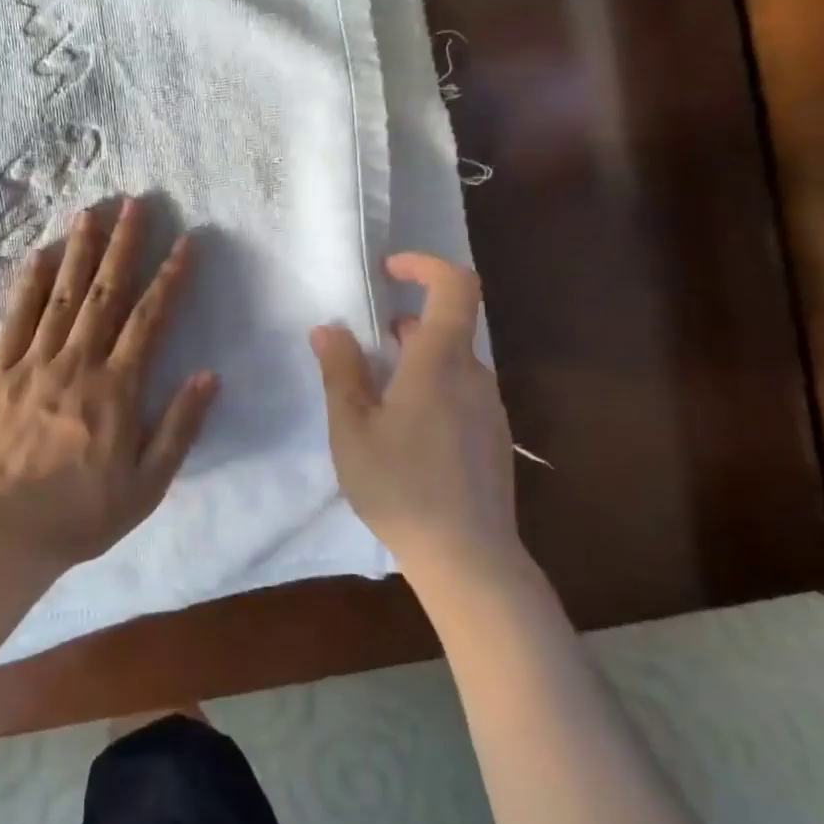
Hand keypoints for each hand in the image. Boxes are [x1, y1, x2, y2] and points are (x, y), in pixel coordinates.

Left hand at [0, 198, 219, 570]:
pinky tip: (38, 255)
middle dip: (125, 245)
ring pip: (61, 295)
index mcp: (116, 389)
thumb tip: (209, 374)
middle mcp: (76, 363)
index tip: (186, 241)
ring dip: (79, 250)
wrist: (1, 536)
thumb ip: (179, 427)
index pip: (150, 319)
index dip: (171, 277)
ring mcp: (32, 363)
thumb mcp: (147, 484)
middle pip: (105, 293)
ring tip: (91, 211)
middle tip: (136, 203)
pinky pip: (14, 319)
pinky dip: (27, 284)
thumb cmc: (82, 514)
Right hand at [309, 253, 518, 578]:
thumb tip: (328, 329)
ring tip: (377, 398)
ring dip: (416, 362)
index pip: (454, 286)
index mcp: (441, 361)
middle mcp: (474, 375)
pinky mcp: (494, 438)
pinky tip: (405, 434)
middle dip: (406, 324)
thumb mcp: (352, 429)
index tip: (390, 270)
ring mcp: (490, 408)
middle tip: (365, 348)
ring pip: (453, 363)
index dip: (425, 265)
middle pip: (447, 326)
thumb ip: (340, 373)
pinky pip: (462, 394)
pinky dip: (432, 390)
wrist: (469, 558)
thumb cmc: (401, 486)